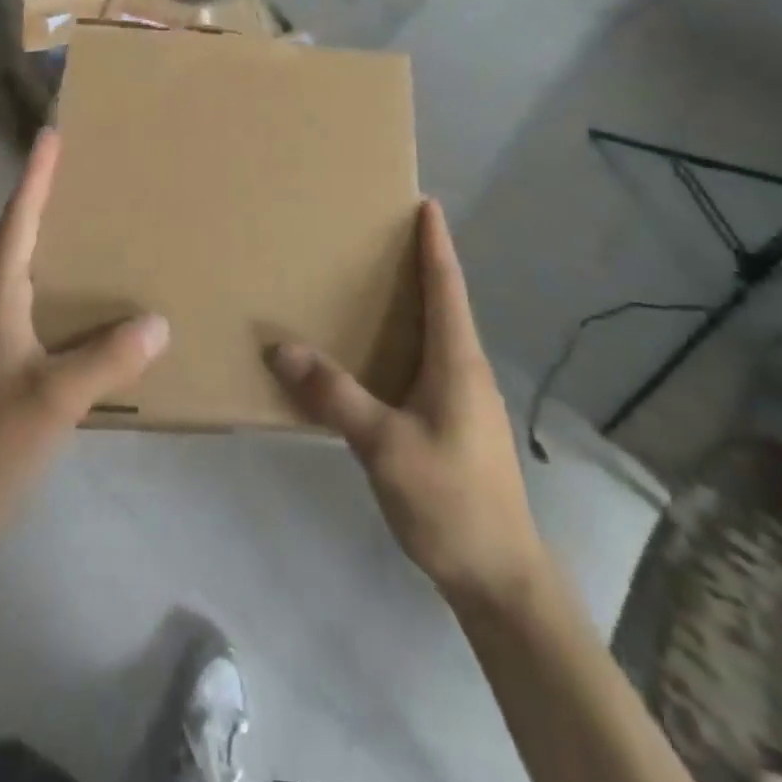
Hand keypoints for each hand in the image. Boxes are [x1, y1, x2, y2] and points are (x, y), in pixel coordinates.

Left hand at [0, 129, 168, 526]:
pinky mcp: (1, 355)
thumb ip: (109, 358)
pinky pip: (36, 301)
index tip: (52, 135)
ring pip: (29, 269)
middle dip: (50, 199)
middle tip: (89, 171)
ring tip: (100, 225)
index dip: (36, 176)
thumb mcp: (58, 397)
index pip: (19, 220)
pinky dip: (62, 284)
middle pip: (22, 235)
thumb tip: (159, 321)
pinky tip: (92, 298)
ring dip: (58, 242)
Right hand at [266, 200, 544, 607]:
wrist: (501, 579)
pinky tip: (376, 356)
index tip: (426, 203)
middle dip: (420, 264)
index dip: (436, 243)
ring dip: (412, 303)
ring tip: (372, 285)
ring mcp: (464, 400)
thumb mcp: (385, 446)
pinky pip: (427, 364)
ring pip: (436, 335)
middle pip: (444, 303)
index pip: (447, 286)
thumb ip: (334, 395)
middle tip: (380, 235)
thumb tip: (280, 347)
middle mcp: (465, 370)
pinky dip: (404, 341)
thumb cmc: (450, 501)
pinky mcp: (456, 425)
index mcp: (457, 361)